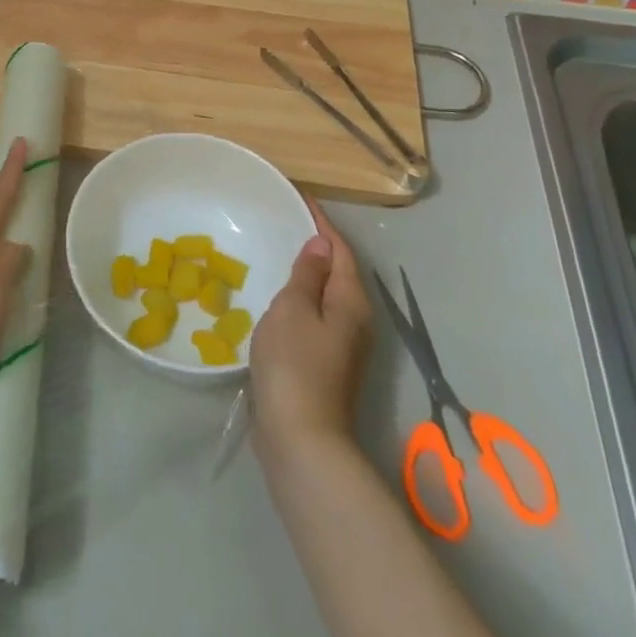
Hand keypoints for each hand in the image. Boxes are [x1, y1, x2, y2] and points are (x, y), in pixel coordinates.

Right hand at [250, 199, 371, 462]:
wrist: (300, 438)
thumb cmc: (294, 364)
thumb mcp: (294, 309)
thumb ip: (307, 274)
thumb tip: (322, 245)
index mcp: (351, 300)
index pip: (340, 249)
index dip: (322, 223)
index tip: (301, 198)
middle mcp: (356, 320)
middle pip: (339, 271)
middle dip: (318, 246)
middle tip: (287, 222)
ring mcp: (344, 345)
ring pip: (328, 296)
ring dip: (310, 274)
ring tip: (281, 254)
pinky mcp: (327, 364)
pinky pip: (317, 317)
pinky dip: (302, 299)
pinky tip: (279, 300)